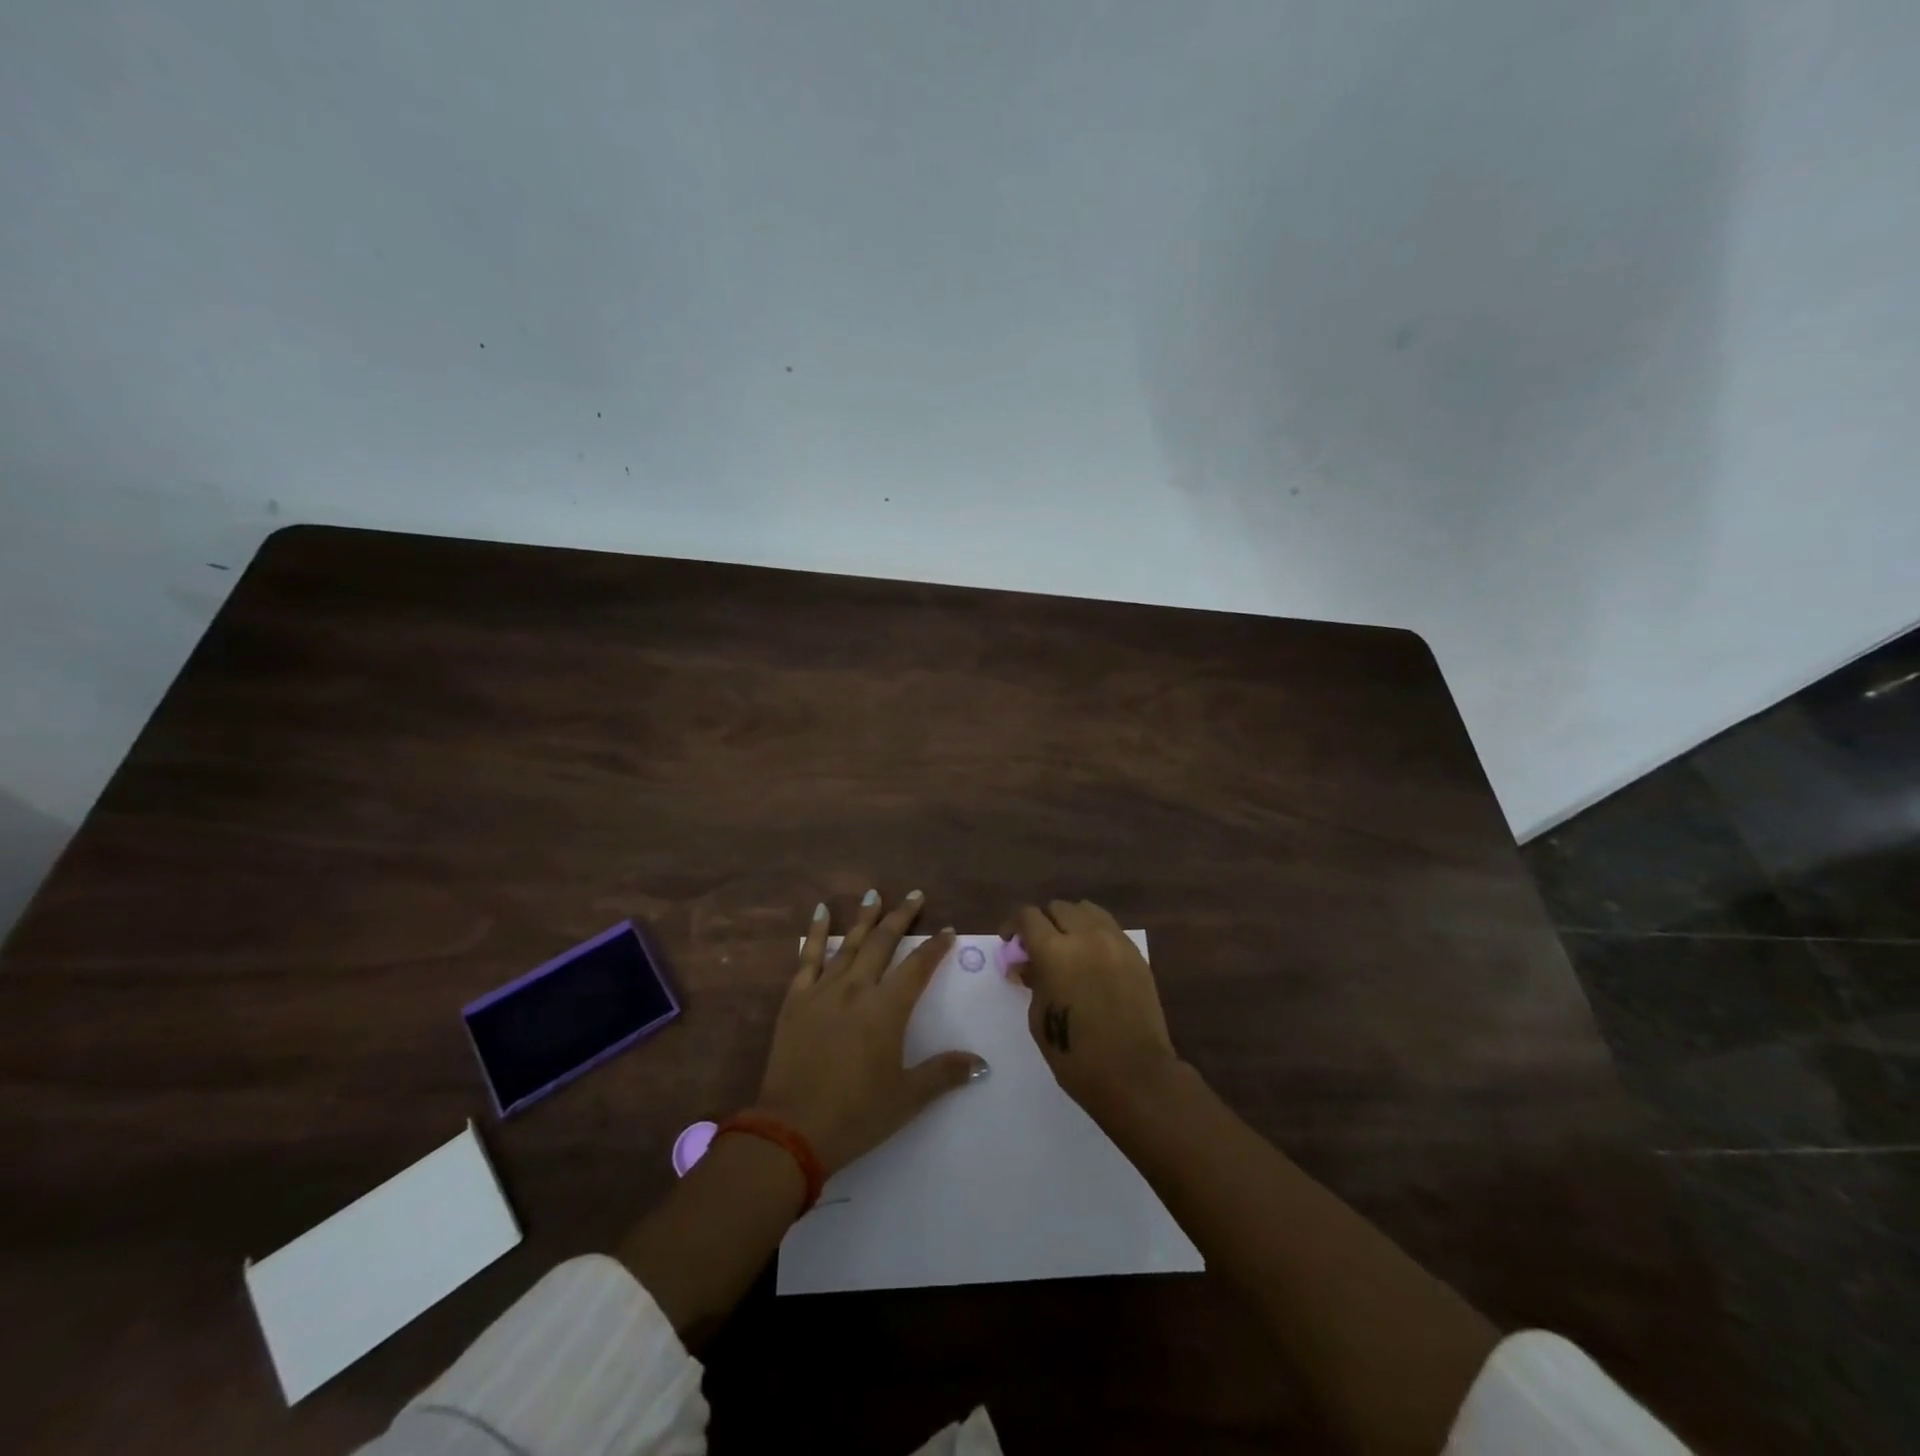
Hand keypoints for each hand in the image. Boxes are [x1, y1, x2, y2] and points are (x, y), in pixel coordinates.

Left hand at [754, 890, 986, 1175]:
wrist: (792, 1130)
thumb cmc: (856, 1114)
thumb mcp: (907, 1098)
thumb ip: (944, 1074)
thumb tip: (981, 1063)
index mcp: (887, 1009)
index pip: (917, 967)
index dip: (935, 947)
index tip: (947, 930)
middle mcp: (857, 989)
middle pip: (882, 943)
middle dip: (901, 917)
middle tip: (914, 895)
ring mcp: (823, 991)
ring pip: (847, 943)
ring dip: (863, 918)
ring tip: (873, 894)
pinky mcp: (795, 1000)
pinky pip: (807, 958)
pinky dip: (814, 933)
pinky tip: (819, 912)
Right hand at [1004, 900, 1179, 1118]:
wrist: (1135, 1074)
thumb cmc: (1076, 1055)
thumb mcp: (1039, 1018)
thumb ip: (1033, 981)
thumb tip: (1026, 964)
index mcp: (1055, 951)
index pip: (1028, 917)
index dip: (1013, 925)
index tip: (1010, 941)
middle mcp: (1086, 936)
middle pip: (1058, 908)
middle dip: (1042, 922)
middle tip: (1037, 947)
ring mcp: (1115, 942)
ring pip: (1086, 910)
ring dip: (1070, 921)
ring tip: (1066, 946)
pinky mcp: (1135, 954)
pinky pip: (1109, 928)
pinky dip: (1094, 933)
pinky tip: (1091, 958)